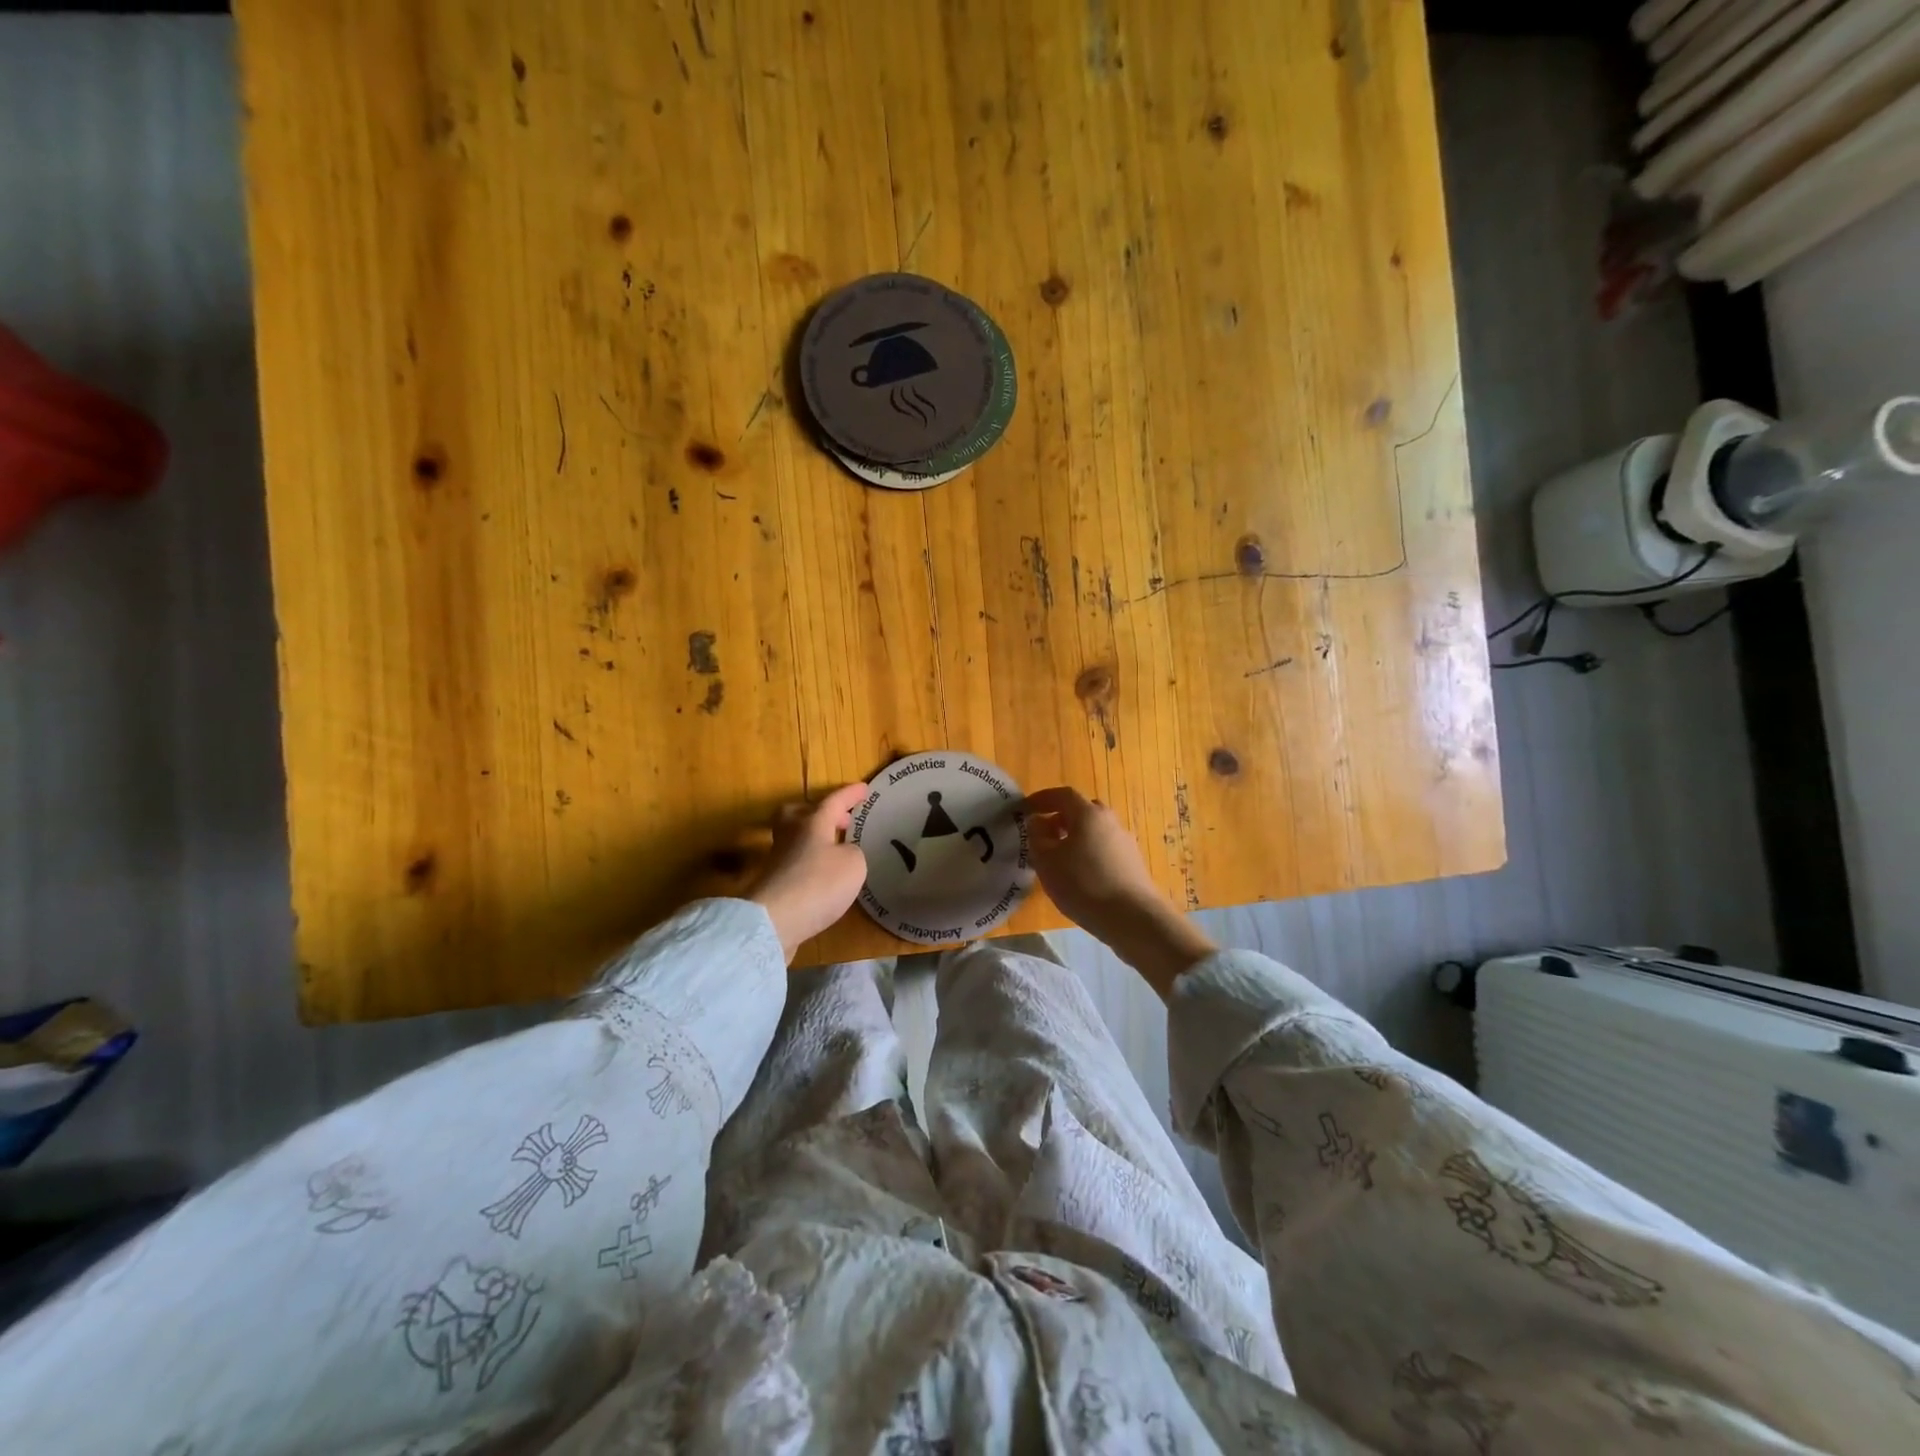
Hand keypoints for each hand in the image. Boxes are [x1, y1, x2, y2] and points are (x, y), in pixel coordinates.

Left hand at [748, 782, 869, 962]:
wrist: (773, 922)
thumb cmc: (818, 884)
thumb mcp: (853, 864)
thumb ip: (853, 852)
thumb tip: (842, 853)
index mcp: (812, 824)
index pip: (833, 801)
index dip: (850, 795)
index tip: (864, 788)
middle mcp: (791, 837)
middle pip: (798, 813)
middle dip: (817, 812)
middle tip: (838, 820)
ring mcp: (778, 861)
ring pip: (794, 839)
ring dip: (813, 840)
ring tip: (834, 851)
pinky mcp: (773, 886)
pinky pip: (793, 864)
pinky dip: (809, 864)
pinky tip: (822, 878)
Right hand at [1017, 787, 1215, 997]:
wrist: (1132, 918)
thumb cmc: (1083, 884)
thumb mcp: (1047, 861)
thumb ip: (1037, 837)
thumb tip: (1038, 822)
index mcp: (1088, 814)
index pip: (1062, 795)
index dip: (1041, 799)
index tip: (1025, 809)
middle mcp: (1110, 821)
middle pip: (1082, 811)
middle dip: (1060, 819)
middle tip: (1043, 835)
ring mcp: (1125, 843)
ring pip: (1094, 832)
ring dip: (1075, 839)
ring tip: (1058, 861)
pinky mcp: (1133, 864)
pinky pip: (1104, 850)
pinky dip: (1088, 855)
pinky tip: (1080, 877)